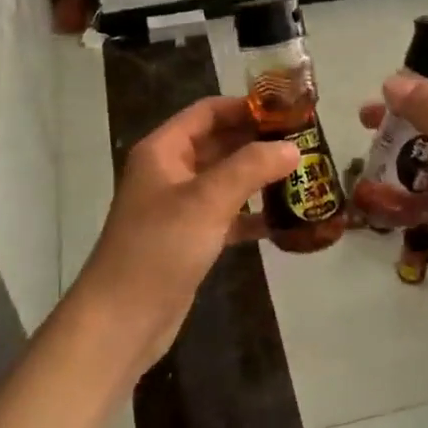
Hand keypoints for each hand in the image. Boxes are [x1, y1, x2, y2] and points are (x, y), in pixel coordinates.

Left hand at [68, 96, 297, 377]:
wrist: (122, 320)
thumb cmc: (160, 248)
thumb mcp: (207, 200)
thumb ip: (251, 168)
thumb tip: (293, 149)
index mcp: (164, 150)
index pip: (208, 112)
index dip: (246, 107)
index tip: (288, 111)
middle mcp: (170, 172)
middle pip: (219, 143)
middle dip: (259, 142)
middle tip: (305, 144)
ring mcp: (180, 207)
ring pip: (226, 180)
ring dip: (259, 177)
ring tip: (303, 176)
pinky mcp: (190, 239)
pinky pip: (227, 215)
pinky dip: (252, 215)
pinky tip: (284, 220)